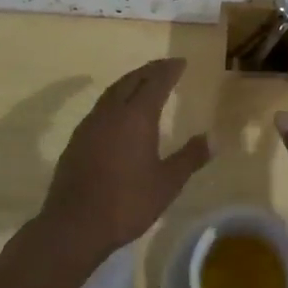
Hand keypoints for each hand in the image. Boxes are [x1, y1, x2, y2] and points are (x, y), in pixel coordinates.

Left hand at [38, 58, 208, 267]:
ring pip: (113, 91)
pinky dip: (116, 98)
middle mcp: (112, 112)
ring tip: (144, 82)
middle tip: (165, 66)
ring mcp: (91, 124)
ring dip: (131, 81)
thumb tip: (213, 138)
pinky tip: (119, 112)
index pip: (156, 82)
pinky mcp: (77, 139)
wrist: (74, 225)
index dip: (169, 70)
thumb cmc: (126, 203)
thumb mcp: (167, 183)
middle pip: (132, 80)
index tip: (181, 62)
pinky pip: (101, 106)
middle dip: (150, 70)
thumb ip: (190, 158)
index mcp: (137, 116)